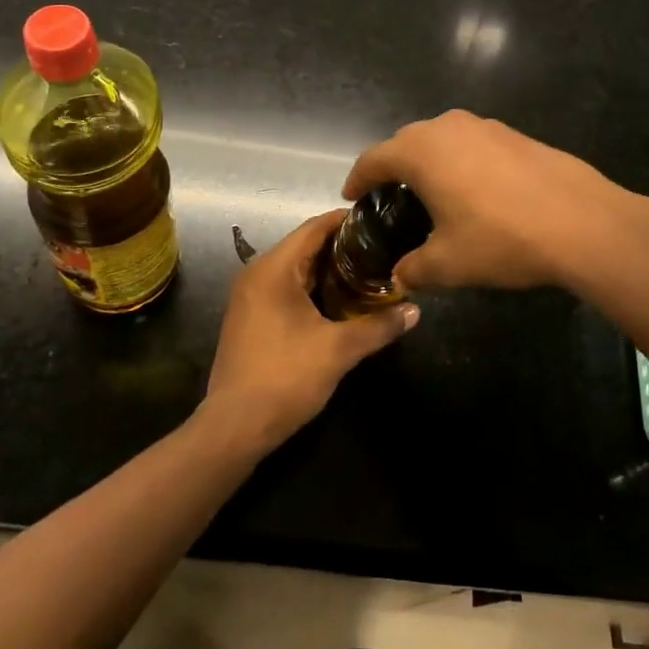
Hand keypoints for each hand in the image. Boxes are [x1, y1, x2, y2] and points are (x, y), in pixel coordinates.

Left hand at [202, 210, 418, 451]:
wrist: (234, 427)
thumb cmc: (285, 377)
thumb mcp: (338, 350)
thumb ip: (378, 327)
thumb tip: (415, 311)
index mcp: (273, 269)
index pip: (314, 228)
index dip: (346, 221)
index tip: (379, 221)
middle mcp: (257, 274)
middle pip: (305, 246)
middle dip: (343, 248)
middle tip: (381, 250)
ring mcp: (250, 297)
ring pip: (295, 270)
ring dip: (328, 270)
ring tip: (369, 273)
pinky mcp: (250, 318)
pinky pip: (286, 289)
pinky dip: (313, 289)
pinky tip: (340, 302)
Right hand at [342, 110, 641, 292]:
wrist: (583, 222)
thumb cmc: (502, 240)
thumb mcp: (449, 264)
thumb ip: (415, 269)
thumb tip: (401, 277)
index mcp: (421, 152)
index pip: (374, 158)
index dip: (358, 179)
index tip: (350, 196)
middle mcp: (448, 127)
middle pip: (406, 142)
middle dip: (393, 166)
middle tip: (389, 196)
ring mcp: (486, 126)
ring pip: (442, 138)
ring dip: (429, 160)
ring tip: (431, 191)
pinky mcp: (516, 135)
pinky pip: (473, 143)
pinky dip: (461, 161)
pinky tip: (476, 191)